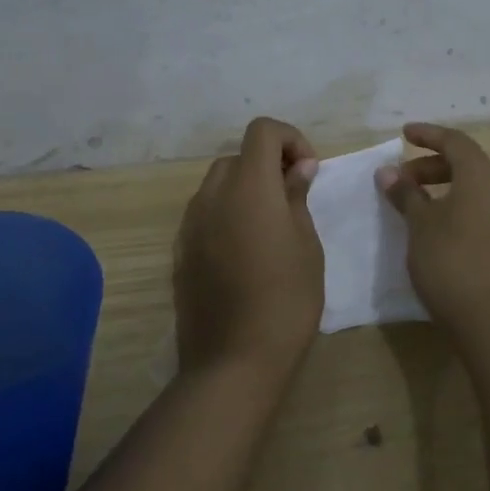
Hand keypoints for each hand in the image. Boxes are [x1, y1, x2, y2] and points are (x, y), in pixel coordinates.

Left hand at [173, 117, 323, 376]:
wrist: (233, 360)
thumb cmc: (286, 299)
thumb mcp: (306, 245)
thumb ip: (297, 197)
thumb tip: (298, 168)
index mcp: (248, 186)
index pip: (262, 130)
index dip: (290, 139)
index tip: (309, 171)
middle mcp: (212, 194)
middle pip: (238, 157)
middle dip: (267, 165)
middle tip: (293, 198)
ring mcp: (190, 223)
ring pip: (218, 184)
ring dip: (245, 190)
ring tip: (270, 228)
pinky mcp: (180, 250)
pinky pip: (205, 214)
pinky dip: (226, 214)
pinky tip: (244, 252)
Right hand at [376, 122, 489, 333]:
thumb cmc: (449, 258)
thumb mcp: (418, 223)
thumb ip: (405, 193)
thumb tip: (388, 172)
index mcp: (482, 173)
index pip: (454, 141)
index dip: (428, 135)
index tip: (405, 134)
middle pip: (471, 165)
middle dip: (436, 167)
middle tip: (407, 180)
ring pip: (489, 190)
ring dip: (460, 190)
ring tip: (434, 203)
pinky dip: (483, 217)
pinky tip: (474, 227)